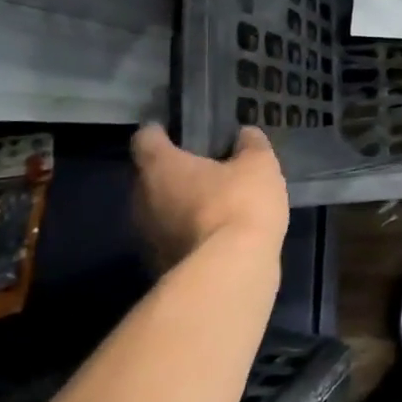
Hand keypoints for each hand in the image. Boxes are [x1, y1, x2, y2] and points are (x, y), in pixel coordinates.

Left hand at [131, 124, 288, 268]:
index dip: (158, 132)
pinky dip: (187, 234)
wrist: (230, 271)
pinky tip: (215, 235)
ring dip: (179, 206)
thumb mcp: (259, 165)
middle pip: (149, 177)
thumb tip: (245, 133)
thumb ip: (251, 146)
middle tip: (202, 168)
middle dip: (173, 172)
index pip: (145, 139)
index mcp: (160, 167)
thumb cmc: (239, 204)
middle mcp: (142, 199)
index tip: (173, 130)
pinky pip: (171, 240)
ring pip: (159, 211)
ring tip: (212, 203)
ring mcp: (146, 237)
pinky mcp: (159, 266)